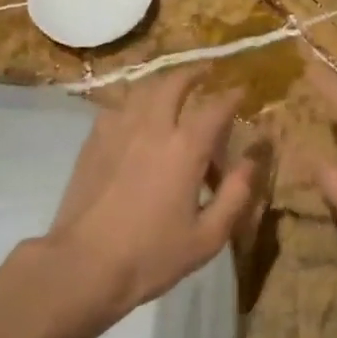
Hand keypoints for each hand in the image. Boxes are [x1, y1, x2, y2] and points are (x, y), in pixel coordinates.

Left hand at [43, 70, 259, 322]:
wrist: (83, 265)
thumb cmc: (151, 255)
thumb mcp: (208, 236)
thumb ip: (236, 194)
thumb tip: (252, 159)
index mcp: (185, 148)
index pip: (216, 107)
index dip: (232, 95)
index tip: (242, 90)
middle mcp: (153, 127)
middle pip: (174, 83)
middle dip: (194, 73)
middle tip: (206, 72)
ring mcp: (118, 130)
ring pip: (142, 89)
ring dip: (162, 83)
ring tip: (171, 87)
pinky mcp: (93, 141)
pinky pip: (117, 107)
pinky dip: (133, 103)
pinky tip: (135, 116)